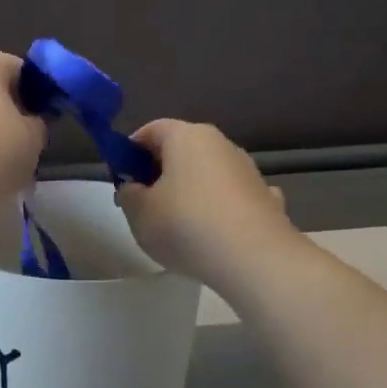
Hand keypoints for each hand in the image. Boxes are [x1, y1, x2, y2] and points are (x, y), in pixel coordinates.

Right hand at [115, 119, 294, 286]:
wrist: (253, 257)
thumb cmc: (185, 226)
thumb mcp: (138, 213)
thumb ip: (129, 194)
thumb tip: (134, 187)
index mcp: (187, 138)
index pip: (151, 130)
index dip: (130, 151)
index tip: (121, 177)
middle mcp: (221, 144)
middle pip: (182, 149)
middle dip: (160, 171)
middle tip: (143, 203)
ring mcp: (248, 170)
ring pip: (208, 173)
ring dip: (190, 190)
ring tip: (178, 225)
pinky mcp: (265, 197)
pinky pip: (232, 197)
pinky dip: (220, 207)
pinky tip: (215, 232)